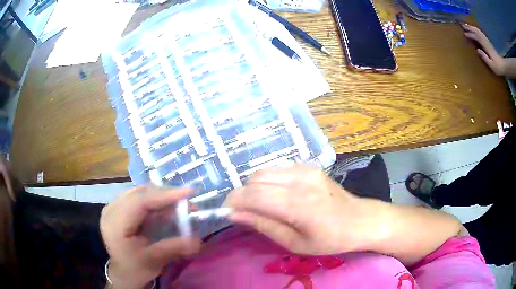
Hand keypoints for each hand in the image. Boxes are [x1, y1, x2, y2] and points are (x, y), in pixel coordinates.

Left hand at [100, 186, 200, 288]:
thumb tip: (197, 241)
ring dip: (161, 197)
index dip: (164, 195)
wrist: (122, 272)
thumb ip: (173, 248)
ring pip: (140, 192)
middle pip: (140, 193)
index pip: (140, 201)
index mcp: (115, 223)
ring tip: (179, 205)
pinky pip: (138, 197)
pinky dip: (154, 201)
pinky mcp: (118, 208)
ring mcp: (113, 206)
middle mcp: (111, 209)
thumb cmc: (135, 268)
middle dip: (165, 194)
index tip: (188, 192)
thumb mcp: (153, 261)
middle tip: (187, 201)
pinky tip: (165, 208)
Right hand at [226, 164, 383, 254]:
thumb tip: (234, 215)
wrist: (360, 220)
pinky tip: (276, 195)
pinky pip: (277, 169)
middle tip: (245, 213)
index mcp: (299, 205)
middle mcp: (300, 180)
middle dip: (242, 195)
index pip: (253, 195)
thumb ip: (263, 226)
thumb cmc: (330, 239)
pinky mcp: (308, 166)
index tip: (227, 213)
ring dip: (254, 187)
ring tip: (260, 205)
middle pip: (255, 179)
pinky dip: (268, 181)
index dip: (234, 202)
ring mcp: (305, 169)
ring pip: (263, 171)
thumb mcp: (294, 243)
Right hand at [462, 23, 505, 75]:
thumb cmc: (498, 67)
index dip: (470, 35)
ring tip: (466, 25)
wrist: (503, 66)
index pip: (477, 37)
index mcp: (486, 46)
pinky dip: (476, 30)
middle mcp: (486, 41)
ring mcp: (487, 41)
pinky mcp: (488, 42)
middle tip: (462, 25)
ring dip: (472, 27)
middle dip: (470, 28)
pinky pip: (480, 33)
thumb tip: (477, 50)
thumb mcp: (492, 65)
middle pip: (477, 32)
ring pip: (478, 31)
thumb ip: (485, 58)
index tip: (464, 34)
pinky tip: (473, 29)